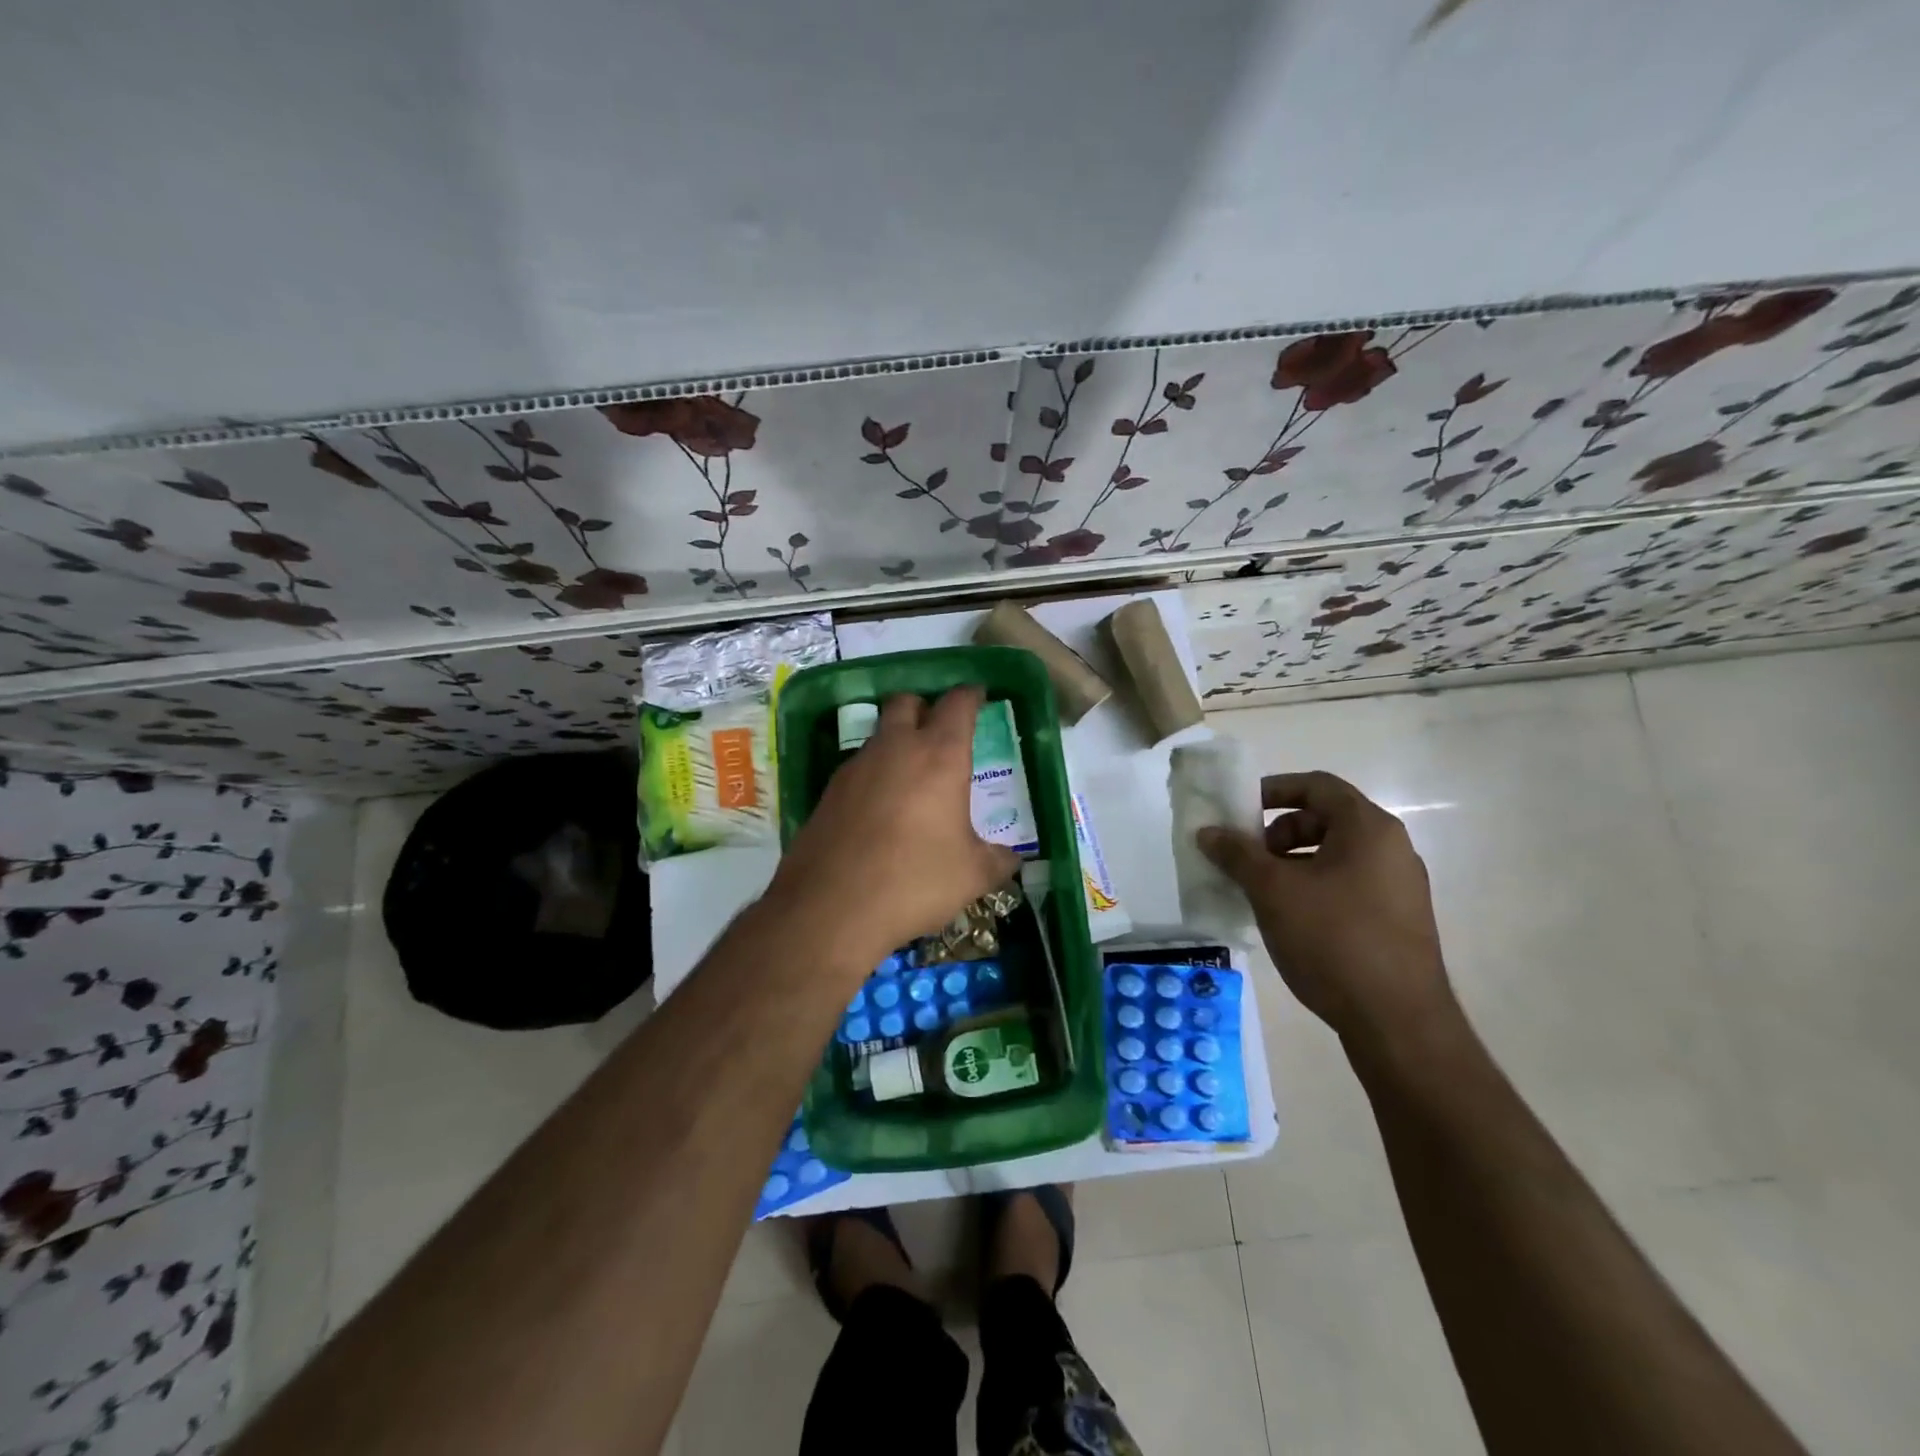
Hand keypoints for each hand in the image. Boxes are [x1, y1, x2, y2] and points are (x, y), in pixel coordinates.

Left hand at [767, 688, 1019, 970]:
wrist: (831, 908)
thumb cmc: (915, 881)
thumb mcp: (972, 875)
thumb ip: (997, 860)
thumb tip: (1011, 859)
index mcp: (940, 756)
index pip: (958, 704)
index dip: (971, 695)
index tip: (979, 696)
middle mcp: (896, 749)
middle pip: (907, 702)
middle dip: (926, 707)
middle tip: (940, 730)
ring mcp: (856, 767)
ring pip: (879, 734)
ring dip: (897, 741)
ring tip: (912, 775)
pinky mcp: (829, 792)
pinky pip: (858, 767)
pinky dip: (874, 774)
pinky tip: (881, 808)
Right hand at [1197, 771, 1453, 1046]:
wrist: (1397, 1021)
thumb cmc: (1332, 939)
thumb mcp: (1272, 891)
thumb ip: (1237, 854)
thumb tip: (1208, 832)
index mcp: (1368, 829)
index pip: (1317, 785)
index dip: (1273, 789)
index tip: (1240, 810)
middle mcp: (1392, 849)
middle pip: (1326, 819)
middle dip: (1278, 832)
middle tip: (1248, 858)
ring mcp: (1400, 887)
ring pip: (1335, 855)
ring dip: (1292, 863)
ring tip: (1262, 893)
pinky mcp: (1399, 920)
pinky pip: (1348, 885)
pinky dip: (1314, 887)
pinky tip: (1290, 920)